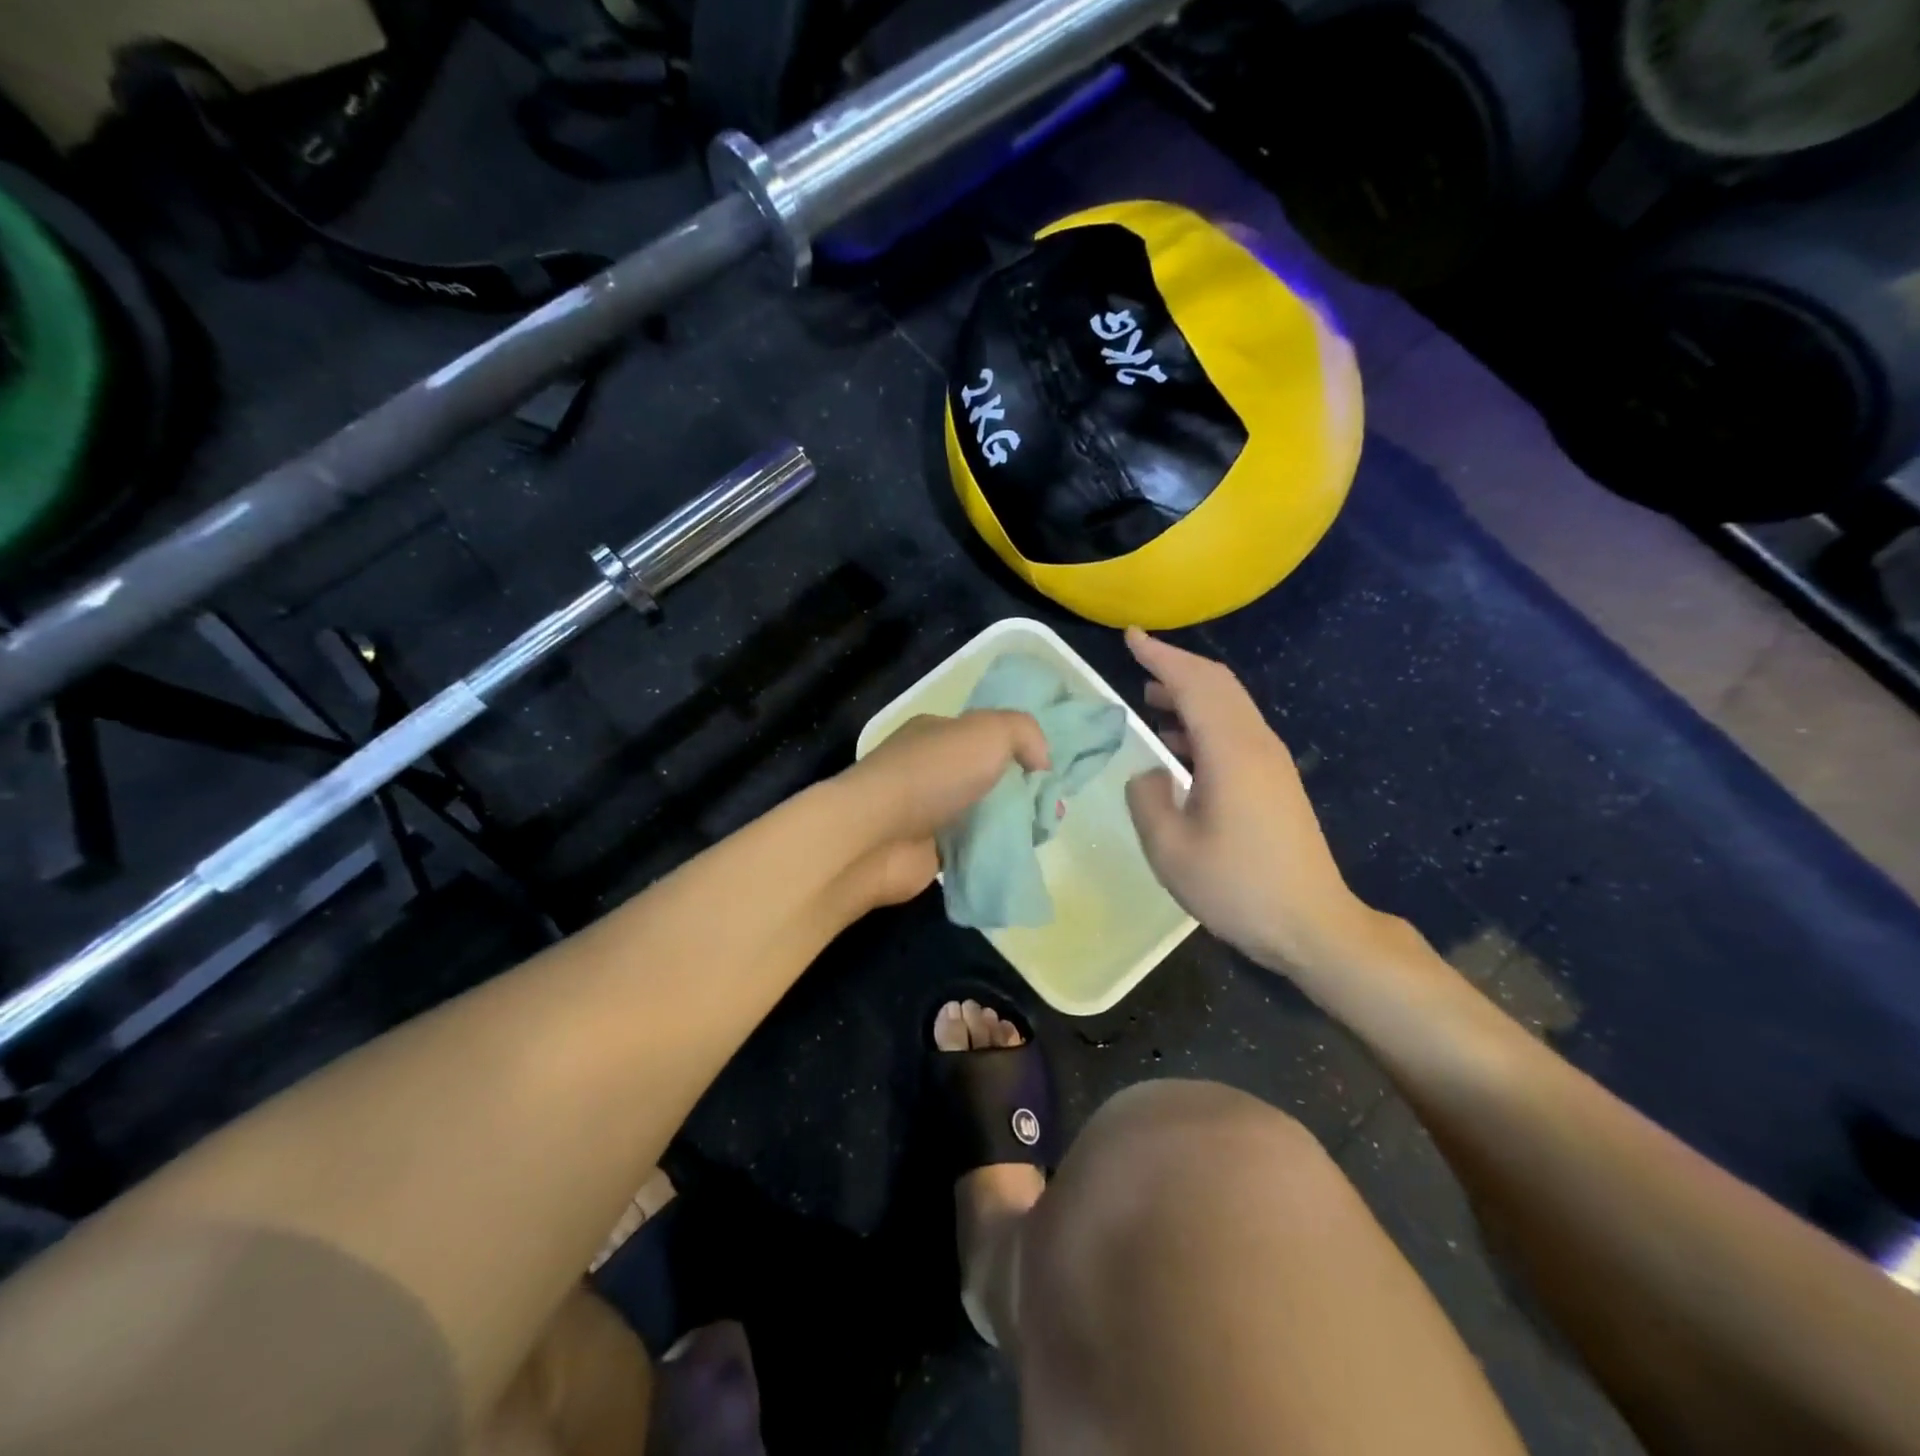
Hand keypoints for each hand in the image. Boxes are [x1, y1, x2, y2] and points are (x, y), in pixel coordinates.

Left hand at [833, 710, 1049, 907]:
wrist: (875, 837)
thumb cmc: (932, 774)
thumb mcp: (988, 731)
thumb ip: (1025, 733)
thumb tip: (1041, 763)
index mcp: (939, 733)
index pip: (988, 735)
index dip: (1022, 749)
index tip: (1051, 772)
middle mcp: (932, 769)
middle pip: (990, 777)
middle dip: (1023, 791)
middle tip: (1051, 809)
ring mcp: (929, 811)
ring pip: (984, 815)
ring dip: (1012, 824)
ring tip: (1041, 834)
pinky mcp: (929, 851)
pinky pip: (973, 848)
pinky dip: (994, 851)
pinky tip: (1018, 855)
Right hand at [1123, 629, 1398, 988]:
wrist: (1311, 925)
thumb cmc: (1237, 886)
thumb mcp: (1170, 849)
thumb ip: (1148, 798)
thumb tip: (1150, 772)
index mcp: (1231, 751)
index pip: (1194, 683)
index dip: (1160, 656)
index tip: (1130, 637)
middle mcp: (1256, 743)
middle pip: (1218, 684)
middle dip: (1176, 667)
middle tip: (1138, 662)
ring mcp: (1271, 762)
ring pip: (1229, 706)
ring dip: (1190, 694)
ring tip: (1150, 701)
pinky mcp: (1276, 781)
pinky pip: (1236, 731)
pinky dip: (1203, 722)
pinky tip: (1178, 748)